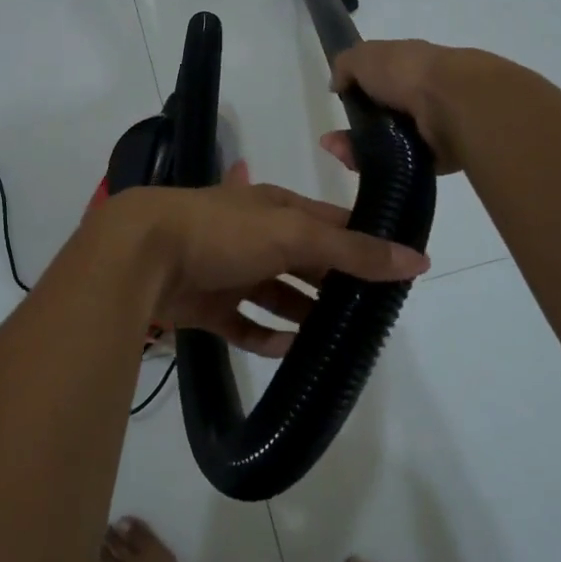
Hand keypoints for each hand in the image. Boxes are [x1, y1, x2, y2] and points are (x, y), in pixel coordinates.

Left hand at [122, 162, 428, 358]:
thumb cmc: (223, 232)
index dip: (365, 241)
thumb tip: (417, 259)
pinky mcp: (209, 305)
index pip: (332, 222)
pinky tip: (292, 352)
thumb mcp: (293, 233)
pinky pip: (246, 325)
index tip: (399, 268)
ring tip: (340, 339)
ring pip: (278, 295)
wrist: (143, 255)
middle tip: (373, 314)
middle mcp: (256, 237)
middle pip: (306, 261)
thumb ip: (352, 248)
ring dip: (305, 314)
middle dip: (336, 282)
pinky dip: (268, 337)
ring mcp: (231, 272)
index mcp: (276, 209)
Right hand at [319, 39, 476, 175]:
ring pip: (388, 143)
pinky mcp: (438, 157)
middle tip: (333, 140)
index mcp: (412, 66)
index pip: (381, 78)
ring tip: (340, 152)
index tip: (340, 101)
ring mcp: (432, 127)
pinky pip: (401, 164)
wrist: (454, 104)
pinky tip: (358, 164)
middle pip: (382, 117)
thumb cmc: (408, 73)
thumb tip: (337, 84)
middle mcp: (424, 96)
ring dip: (359, 150)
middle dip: (354, 130)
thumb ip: (346, 65)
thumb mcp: (365, 56)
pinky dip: (378, 166)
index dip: (358, 90)